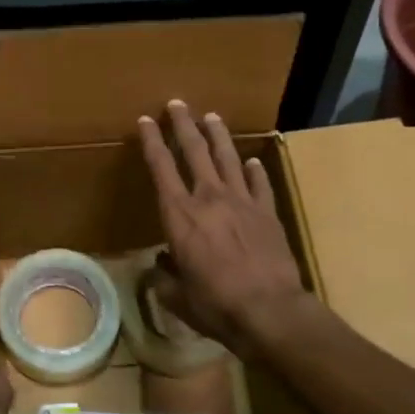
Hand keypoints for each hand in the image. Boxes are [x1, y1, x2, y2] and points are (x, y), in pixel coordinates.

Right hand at [136, 100, 309, 356]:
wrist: (269, 310)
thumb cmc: (215, 304)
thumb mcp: (177, 296)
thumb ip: (165, 277)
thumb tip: (160, 266)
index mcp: (179, 215)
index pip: (161, 167)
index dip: (151, 141)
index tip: (145, 121)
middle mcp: (208, 199)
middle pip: (194, 151)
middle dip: (183, 124)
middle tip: (177, 103)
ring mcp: (242, 202)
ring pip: (227, 158)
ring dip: (217, 135)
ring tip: (211, 116)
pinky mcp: (267, 213)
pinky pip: (259, 184)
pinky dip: (254, 170)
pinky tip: (251, 161)